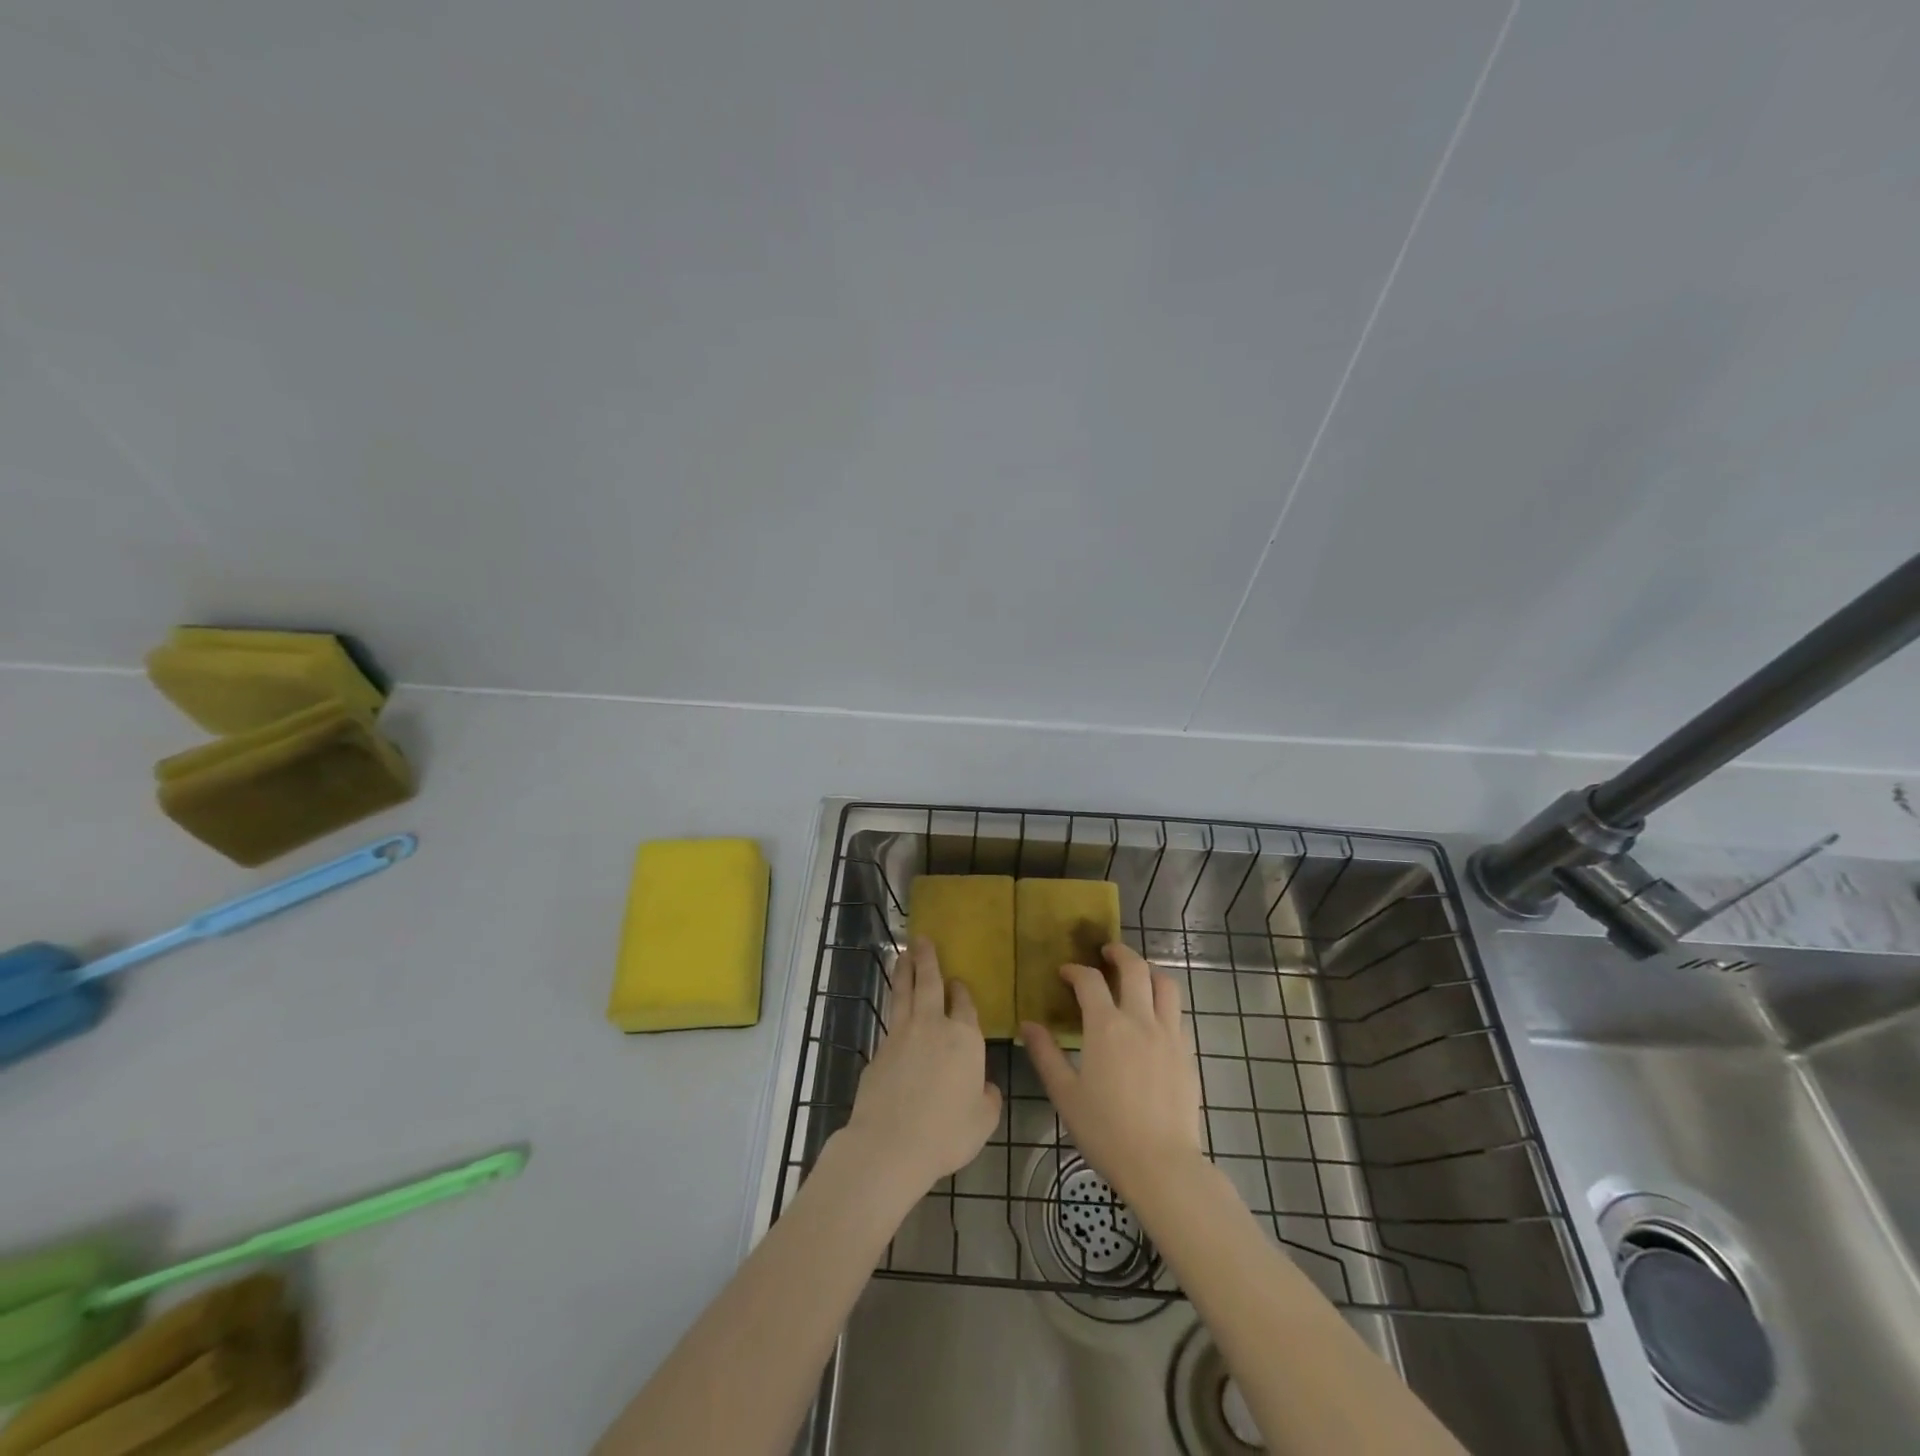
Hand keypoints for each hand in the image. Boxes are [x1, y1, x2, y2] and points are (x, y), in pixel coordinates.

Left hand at [839, 937, 1001, 1203]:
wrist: (890, 1144)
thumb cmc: (946, 1132)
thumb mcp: (983, 1121)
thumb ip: (987, 1098)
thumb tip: (984, 1086)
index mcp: (964, 1038)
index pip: (964, 1003)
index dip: (961, 990)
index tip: (958, 981)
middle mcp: (933, 1026)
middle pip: (930, 983)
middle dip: (927, 959)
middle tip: (921, 939)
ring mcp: (902, 1035)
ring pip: (904, 993)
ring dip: (905, 971)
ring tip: (903, 954)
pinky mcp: (879, 1049)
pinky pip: (890, 1019)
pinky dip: (893, 1005)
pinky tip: (894, 1007)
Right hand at [1022, 943, 1203, 1203]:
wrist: (1162, 1165)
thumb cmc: (1106, 1131)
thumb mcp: (1065, 1094)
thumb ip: (1046, 1055)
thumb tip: (1028, 1025)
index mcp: (1106, 1027)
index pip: (1089, 981)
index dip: (1075, 970)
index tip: (1065, 973)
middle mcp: (1140, 1020)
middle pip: (1134, 968)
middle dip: (1118, 953)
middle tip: (1106, 953)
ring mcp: (1169, 1034)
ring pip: (1165, 983)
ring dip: (1148, 969)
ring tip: (1136, 973)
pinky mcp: (1186, 1052)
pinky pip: (1176, 1012)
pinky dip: (1163, 1000)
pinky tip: (1153, 1015)